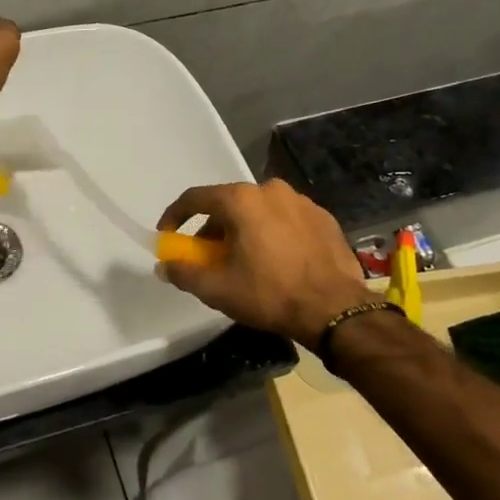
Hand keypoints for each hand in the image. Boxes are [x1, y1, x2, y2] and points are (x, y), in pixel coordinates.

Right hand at [156, 180, 372, 346]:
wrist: (335, 309)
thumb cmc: (270, 294)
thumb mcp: (217, 289)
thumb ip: (184, 272)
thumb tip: (164, 265)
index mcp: (242, 200)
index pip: (195, 198)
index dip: (175, 216)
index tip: (168, 235)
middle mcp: (271, 190)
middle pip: (228, 204)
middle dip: (213, 229)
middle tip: (210, 257)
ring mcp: (301, 202)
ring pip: (259, 211)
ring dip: (244, 230)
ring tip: (245, 261)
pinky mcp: (324, 218)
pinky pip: (286, 220)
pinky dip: (273, 234)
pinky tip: (277, 261)